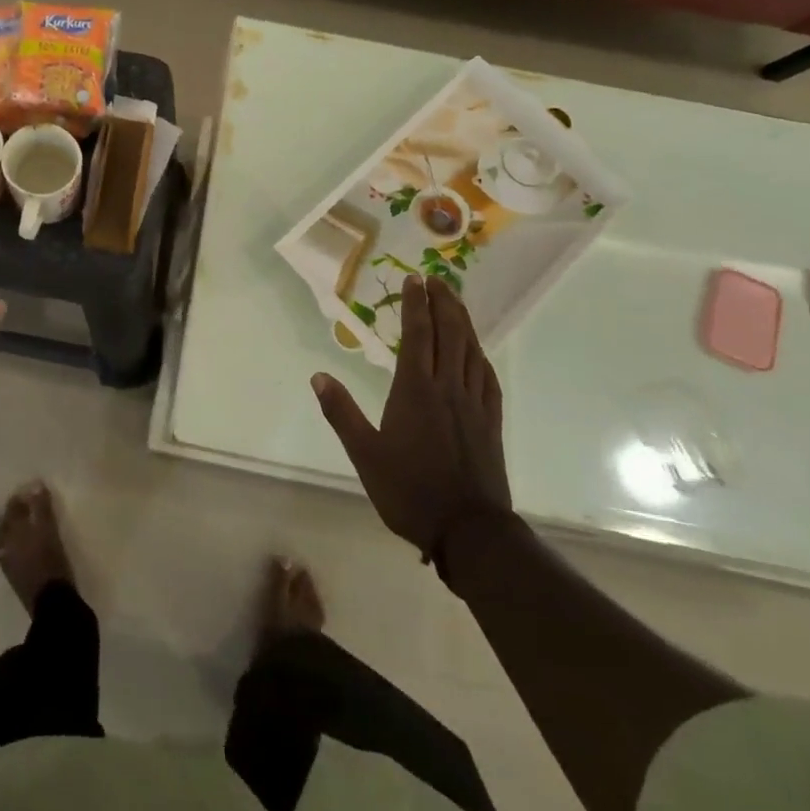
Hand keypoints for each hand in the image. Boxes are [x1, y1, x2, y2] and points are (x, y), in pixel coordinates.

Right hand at [312, 274, 511, 562]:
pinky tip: (478, 352)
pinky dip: (481, 356)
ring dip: (464, 322)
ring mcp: (474, 405)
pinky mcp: (491, 423)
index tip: (414, 279)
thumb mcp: (364, 454)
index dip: (415, 305)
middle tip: (437, 279)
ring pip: (471, 351)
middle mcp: (447, 388)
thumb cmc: (409, 491)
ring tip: (456, 301)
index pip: (417, 335)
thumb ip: (341, 412)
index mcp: (415, 390)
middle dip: (443, 303)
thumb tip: (318, 376)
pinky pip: (487, 378)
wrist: (469, 531)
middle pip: (450, 334)